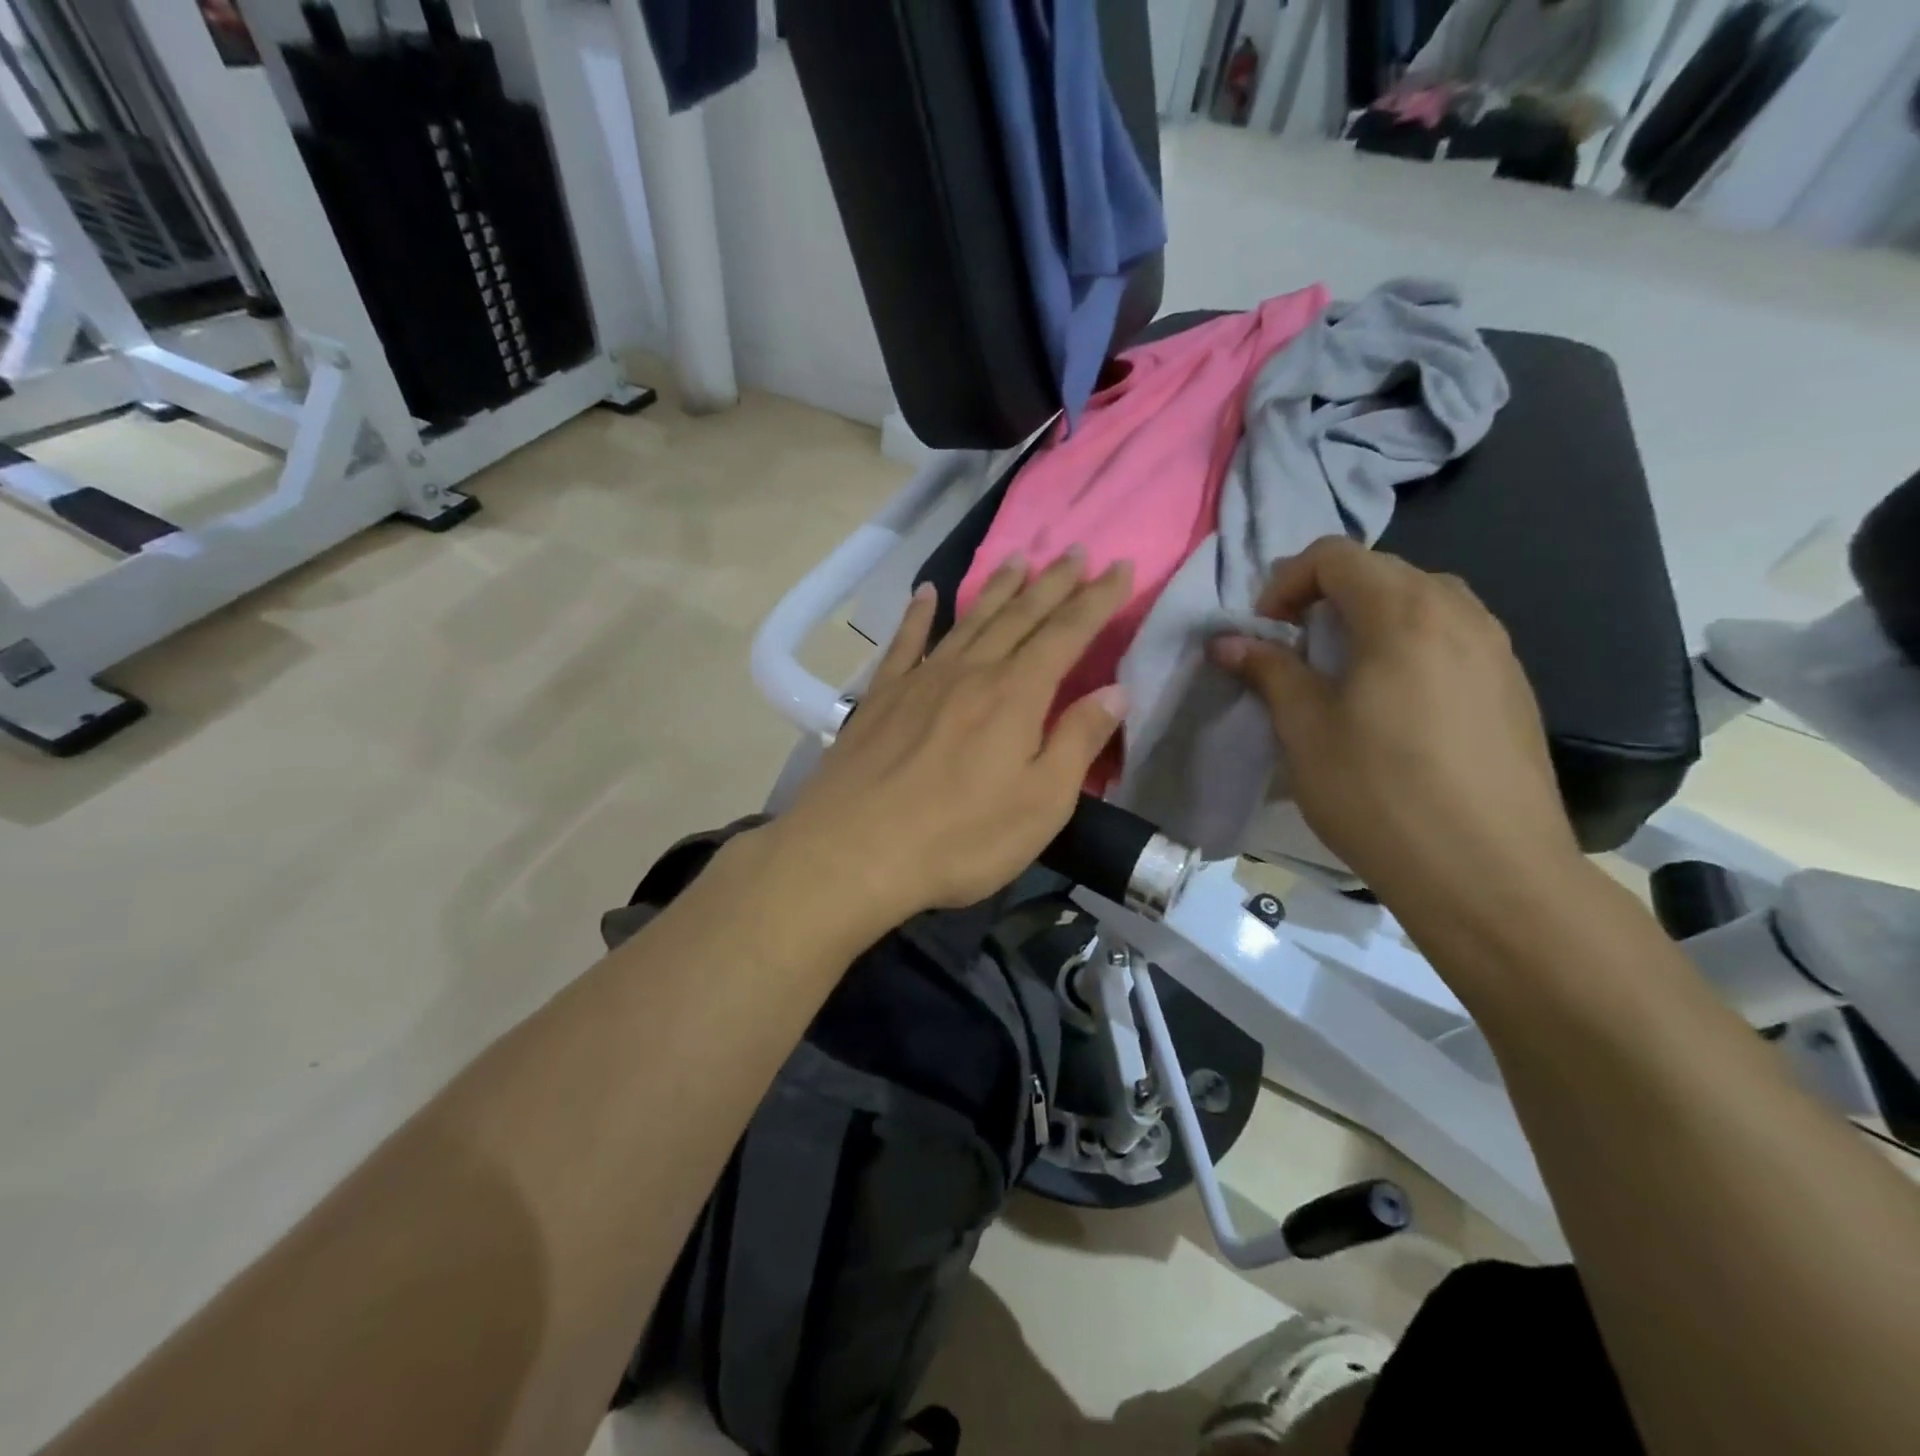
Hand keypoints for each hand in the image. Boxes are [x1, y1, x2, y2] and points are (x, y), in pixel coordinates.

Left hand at [773, 553, 1132, 925]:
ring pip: (969, 620)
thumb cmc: (960, 838)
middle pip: (1019, 616)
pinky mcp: (880, 696)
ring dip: (997, 587)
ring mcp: (921, 679)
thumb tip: (1114, 692)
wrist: (853, 852)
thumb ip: (1077, 742)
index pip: (1067, 634)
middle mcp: (970, 672)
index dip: (1097, 600)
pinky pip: (904, 643)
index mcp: (1016, 695)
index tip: (1121, 567)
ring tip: (1018, 557)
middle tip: (1076, 551)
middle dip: (1053, 583)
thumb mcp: (1041, 803)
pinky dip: (918, 615)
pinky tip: (926, 593)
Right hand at [1210, 537, 1584, 921]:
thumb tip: (1227, 641)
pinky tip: (1395, 706)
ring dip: (1371, 620)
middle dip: (1327, 597)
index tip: (1266, 631)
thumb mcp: (1305, 730)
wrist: (1490, 874)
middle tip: (1296, 649)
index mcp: (1403, 613)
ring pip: (1424, 602)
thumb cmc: (1380, 794)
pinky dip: (1410, 646)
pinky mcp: (1514, 689)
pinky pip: (1454, 638)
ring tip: (1343, 674)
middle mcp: (1459, 614)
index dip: (1286, 581)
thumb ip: (1269, 671)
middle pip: (1383, 572)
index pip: (1336, 556)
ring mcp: (1497, 650)